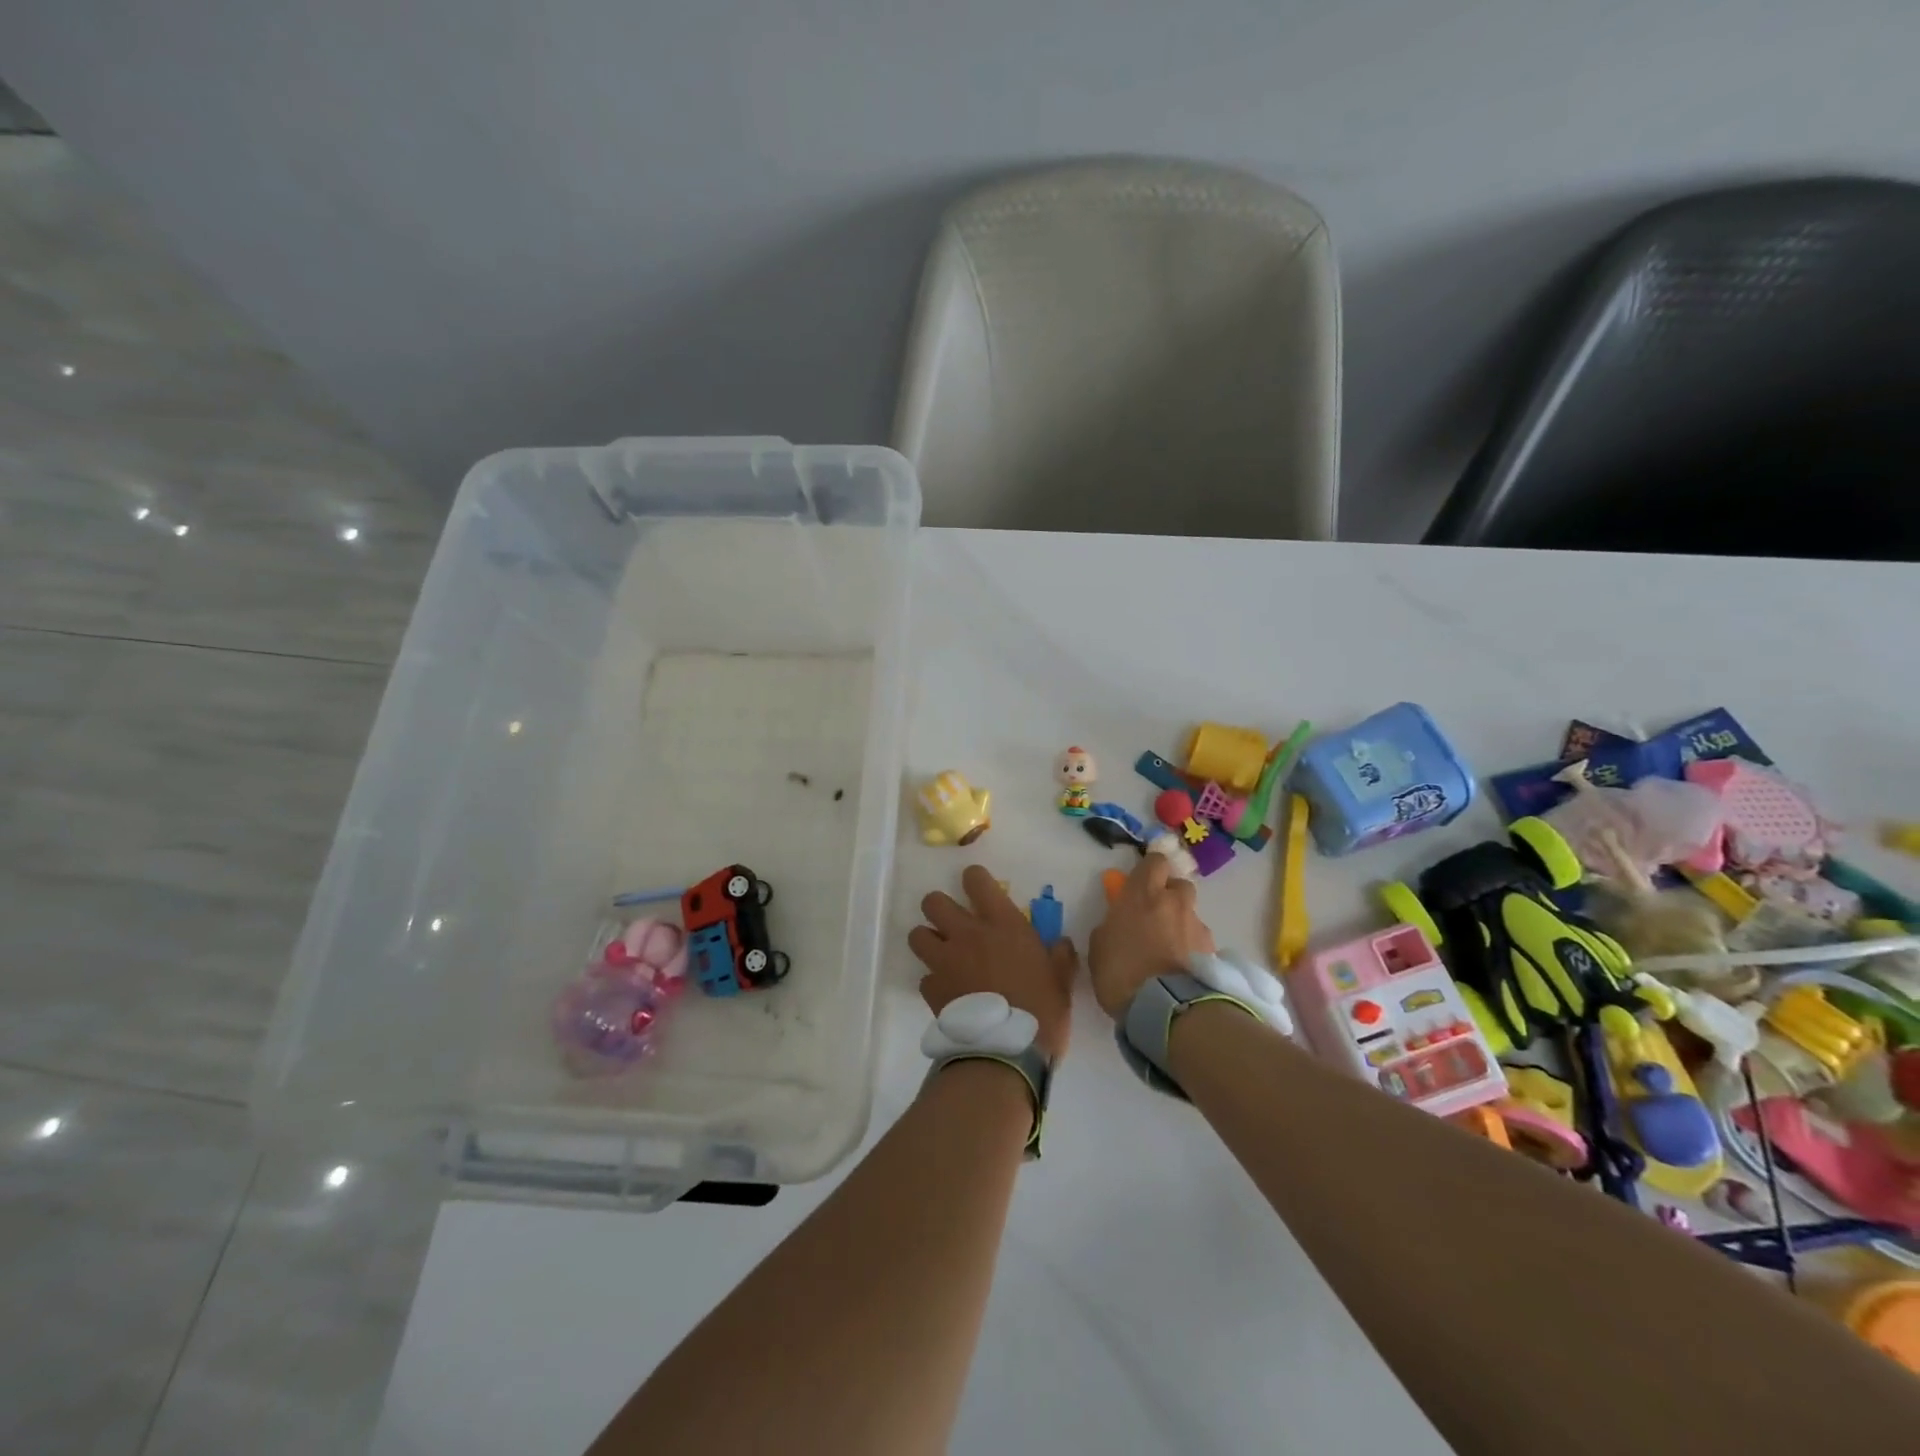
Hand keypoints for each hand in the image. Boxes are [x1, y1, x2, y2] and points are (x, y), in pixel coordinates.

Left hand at [909, 865, 1077, 1059]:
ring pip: (917, 934)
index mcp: (1002, 924)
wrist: (1007, 1052)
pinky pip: (924, 977)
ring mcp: (945, 961)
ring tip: (943, 955)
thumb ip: (1060, 956)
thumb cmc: (1042, 1011)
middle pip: (933, 901)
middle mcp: (968, 934)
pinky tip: (948, 993)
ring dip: (928, 941)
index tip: (978, 889)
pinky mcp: (931, 989)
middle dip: (940, 908)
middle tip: (954, 924)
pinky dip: (933, 982)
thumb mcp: (1062, 980)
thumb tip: (1060, 944)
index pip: (976, 880)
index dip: (974, 880)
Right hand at [1088, 854, 1214, 1019]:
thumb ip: (1111, 925)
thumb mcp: (1099, 946)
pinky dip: (1192, 948)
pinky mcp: (1213, 950)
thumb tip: (1118, 921)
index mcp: (1143, 893)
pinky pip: (1200, 940)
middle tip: (1155, 916)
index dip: (1149, 870)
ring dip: (1181, 923)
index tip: (1141, 883)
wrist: (1166, 1009)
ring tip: (1170, 950)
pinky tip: (1181, 969)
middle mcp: (1174, 901)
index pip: (1155, 861)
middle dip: (1169, 895)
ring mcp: (1197, 925)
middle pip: (1179, 884)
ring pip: (1190, 913)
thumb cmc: (1121, 972)